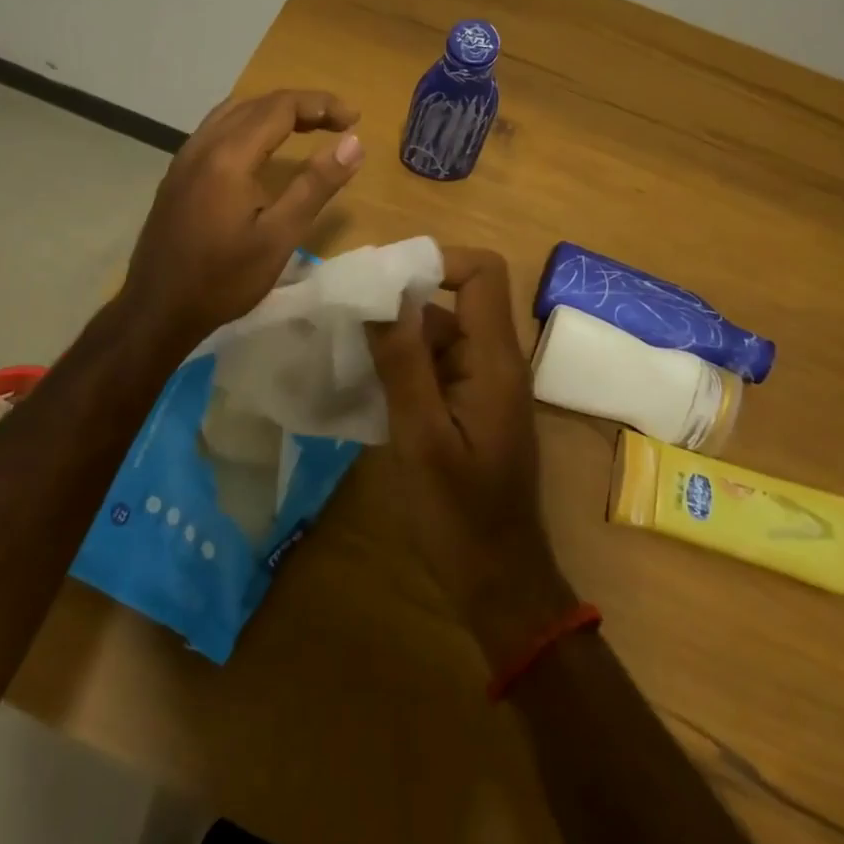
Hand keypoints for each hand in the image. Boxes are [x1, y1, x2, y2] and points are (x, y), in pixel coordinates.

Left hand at [123, 88, 363, 349]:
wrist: (157, 310)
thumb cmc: (223, 279)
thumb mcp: (279, 237)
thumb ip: (316, 185)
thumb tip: (353, 142)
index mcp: (229, 156)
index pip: (280, 107)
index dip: (321, 105)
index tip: (354, 118)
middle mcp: (203, 145)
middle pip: (256, 103)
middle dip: (301, 105)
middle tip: (339, 122)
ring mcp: (184, 159)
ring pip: (233, 112)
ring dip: (273, 111)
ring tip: (307, 126)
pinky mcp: (177, 175)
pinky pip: (216, 129)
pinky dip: (249, 125)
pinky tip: (261, 149)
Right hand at [366, 248, 576, 667]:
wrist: (499, 582)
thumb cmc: (460, 516)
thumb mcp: (422, 438)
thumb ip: (404, 363)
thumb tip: (382, 294)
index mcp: (495, 360)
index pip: (483, 273)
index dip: (438, 262)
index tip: (384, 281)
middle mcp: (496, 361)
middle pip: (454, 300)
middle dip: (401, 301)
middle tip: (345, 315)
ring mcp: (484, 385)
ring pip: (441, 333)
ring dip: (397, 336)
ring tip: (344, 347)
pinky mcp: (471, 406)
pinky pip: (437, 365)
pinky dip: (404, 364)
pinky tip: (365, 382)